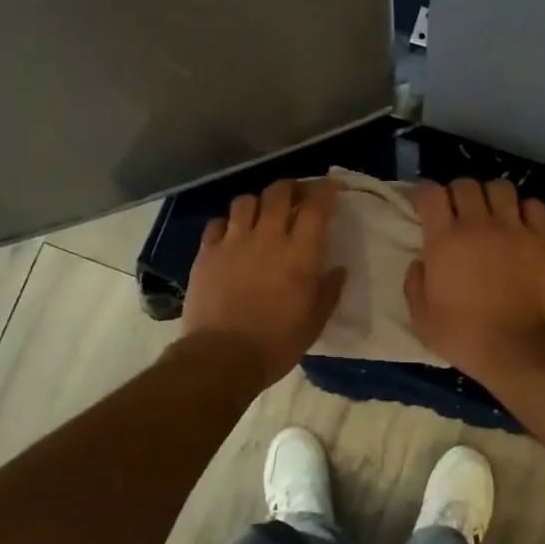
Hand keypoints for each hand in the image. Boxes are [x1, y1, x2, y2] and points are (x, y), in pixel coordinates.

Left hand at [182, 178, 346, 387]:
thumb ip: (328, 291)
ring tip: (260, 213)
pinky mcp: (206, 253)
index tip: (330, 186)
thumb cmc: (276, 344)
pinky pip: (217, 223)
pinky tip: (231, 235)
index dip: (324, 190)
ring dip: (257, 202)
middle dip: (290, 188)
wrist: (222, 357)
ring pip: (245, 201)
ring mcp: (232, 242)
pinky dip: (227, 223)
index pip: (315, 207)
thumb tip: (338, 269)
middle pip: (278, 192)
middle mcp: (266, 238)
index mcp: (299, 254)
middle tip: (295, 196)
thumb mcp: (314, 323)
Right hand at [405, 178, 544, 381]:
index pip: (431, 193)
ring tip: (488, 214)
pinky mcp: (540, 240)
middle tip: (455, 213)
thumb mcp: (422, 318)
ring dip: (490, 196)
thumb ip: (414, 284)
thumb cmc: (463, 336)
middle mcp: (478, 225)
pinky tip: (517, 224)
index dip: (424, 195)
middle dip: (455, 193)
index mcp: (444, 240)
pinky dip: (523, 208)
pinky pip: (534, 205)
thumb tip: (420, 263)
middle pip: (465, 184)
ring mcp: (513, 229)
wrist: (517, 347)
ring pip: (501, 187)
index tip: (424, 207)